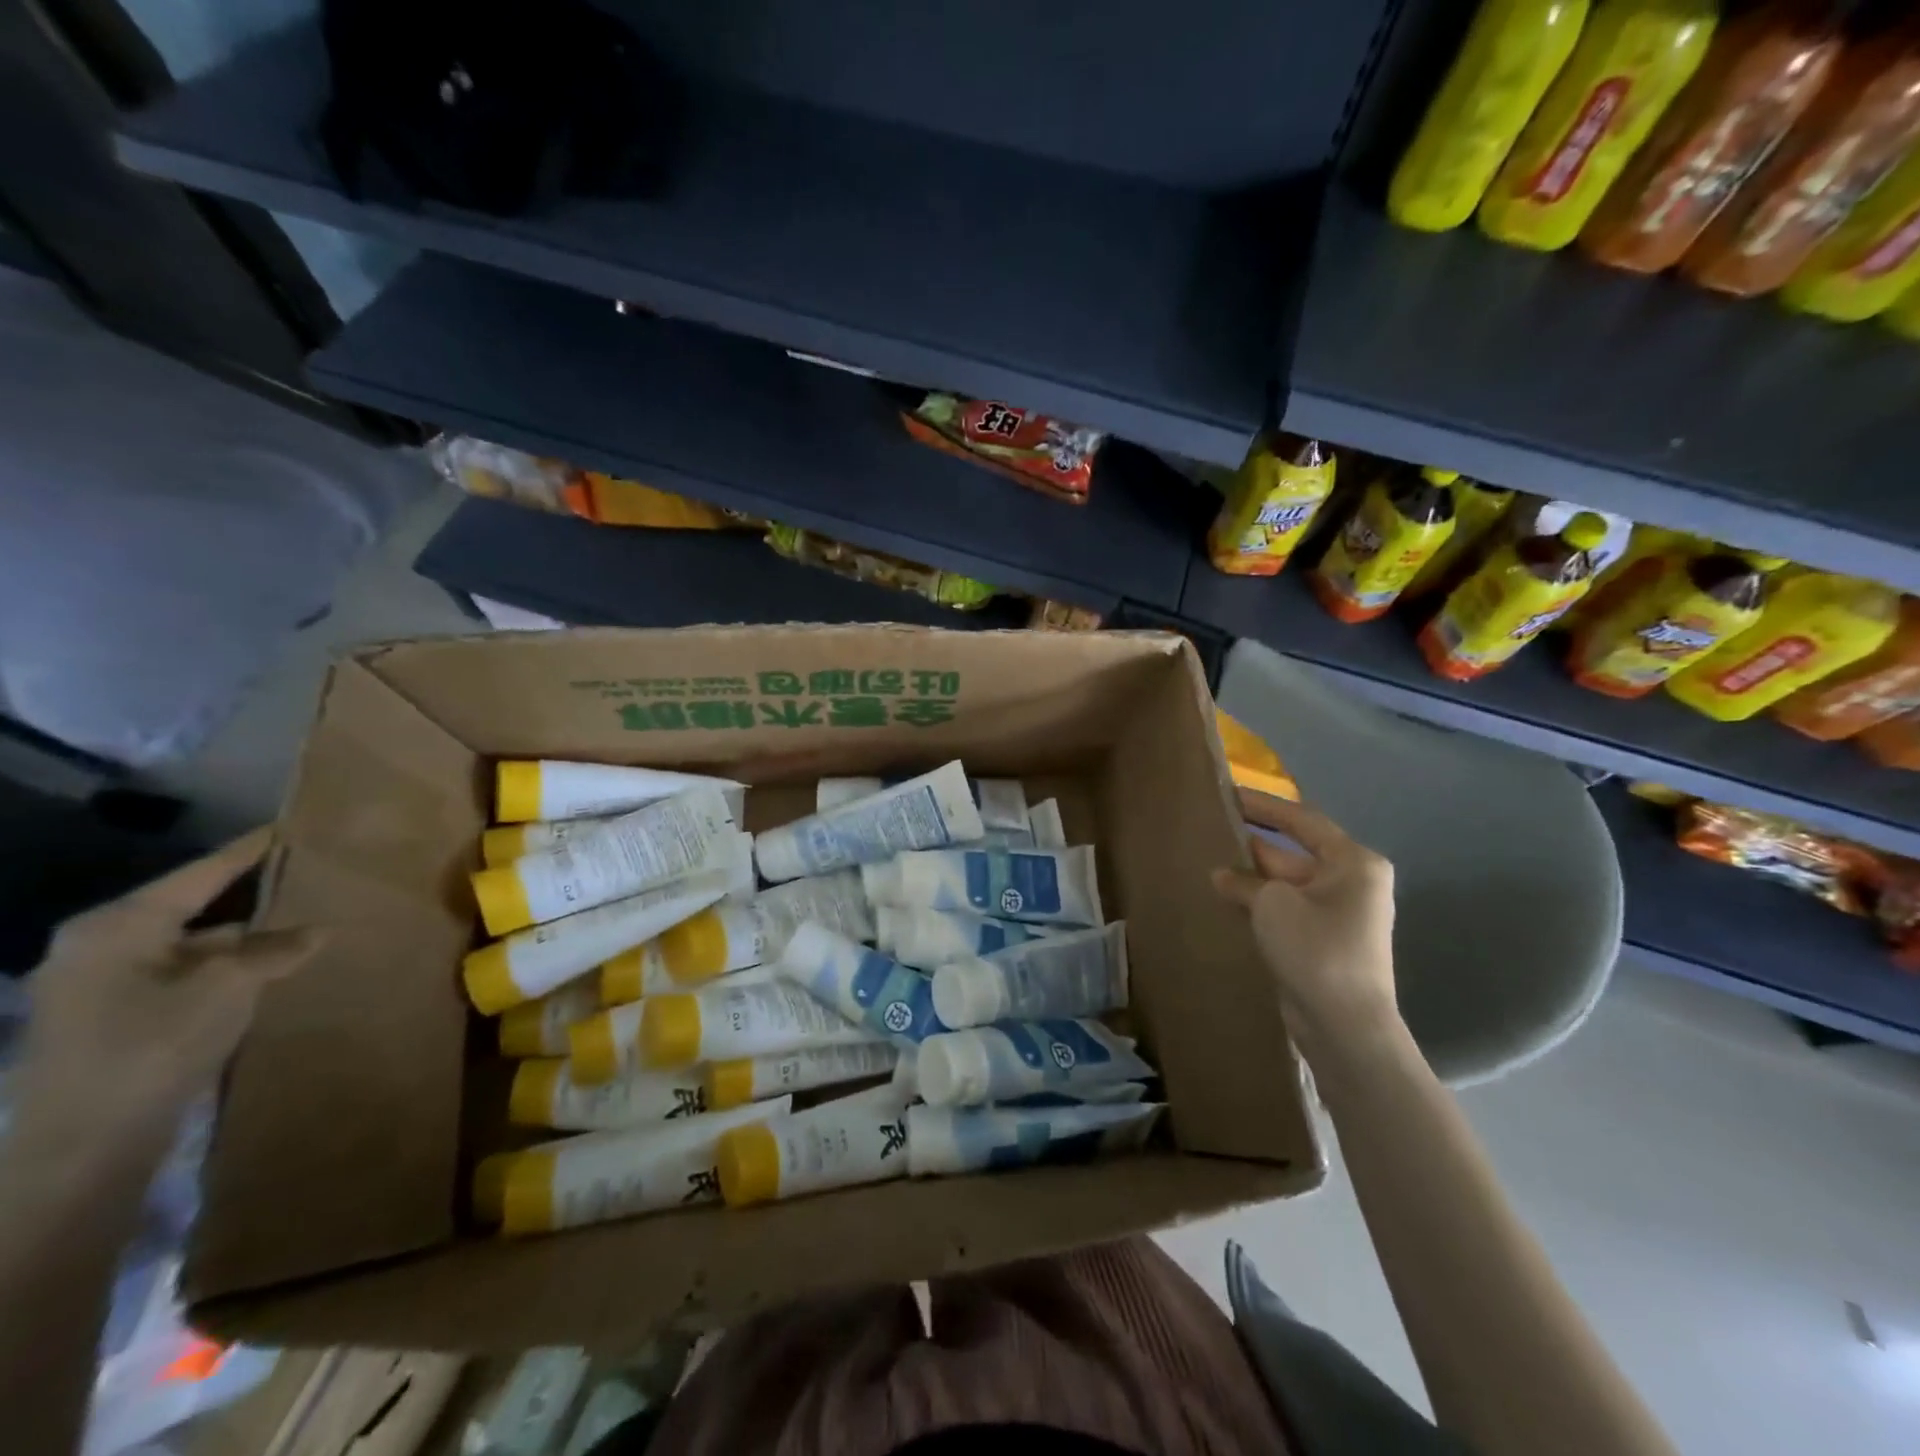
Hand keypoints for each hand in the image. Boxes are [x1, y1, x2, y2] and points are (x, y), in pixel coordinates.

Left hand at [15, 830, 323, 1162]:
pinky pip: (180, 976)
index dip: (247, 852)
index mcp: (116, 927)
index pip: (198, 874)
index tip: (285, 827)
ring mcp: (98, 987)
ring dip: (239, 942)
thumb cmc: (153, 1043)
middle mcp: (98, 947)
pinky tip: (264, 974)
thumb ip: (275, 949)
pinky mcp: (110, 1021)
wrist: (87, 1144)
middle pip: (190, 909)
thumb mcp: (230, 985)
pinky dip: (222, 972)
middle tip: (302, 881)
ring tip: (297, 930)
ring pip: (188, 946)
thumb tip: (318, 930)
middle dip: (248, 901)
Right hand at [1212, 788, 1401, 1059]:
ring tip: (1208, 861)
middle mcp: (1351, 883)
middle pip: (1294, 851)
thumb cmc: (1316, 949)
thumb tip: (1223, 876)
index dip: (1264, 805)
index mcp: (1353, 863)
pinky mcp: (1322, 942)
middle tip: (1211, 829)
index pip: (1302, 820)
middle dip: (1253, 843)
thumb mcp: (1272, 903)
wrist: (1344, 1026)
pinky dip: (1258, 903)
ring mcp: (1337, 915)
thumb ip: (1244, 881)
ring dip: (1251, 877)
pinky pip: (1285, 909)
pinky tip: (1224, 899)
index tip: (1229, 793)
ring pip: (1286, 883)